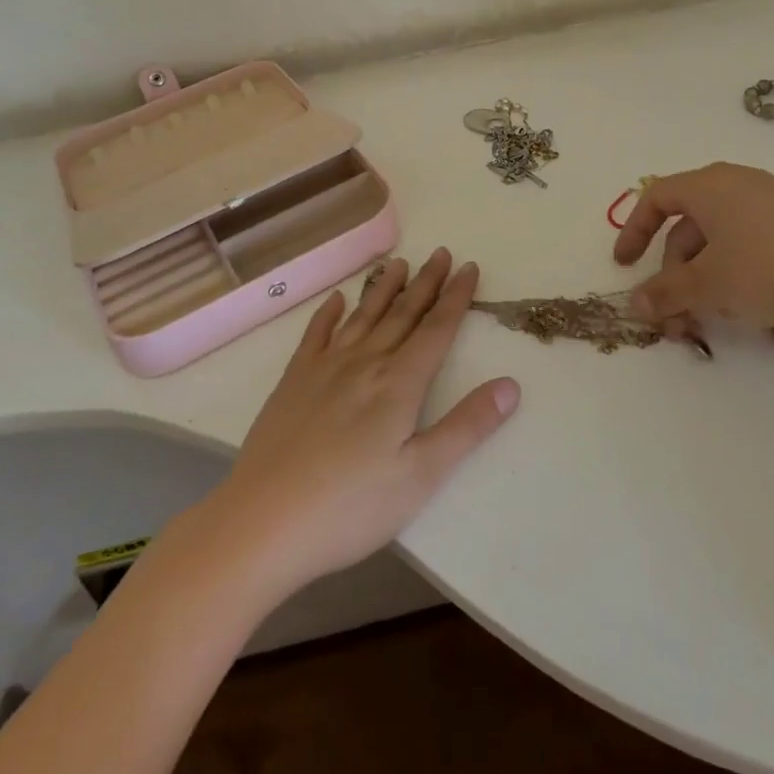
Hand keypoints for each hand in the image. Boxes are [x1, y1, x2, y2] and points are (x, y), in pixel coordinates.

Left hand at [189, 249, 518, 600]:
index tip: (469, 267)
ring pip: (363, 316)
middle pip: (402, 314)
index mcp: (399, 383)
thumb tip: (511, 384)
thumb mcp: (421, 476)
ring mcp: (325, 368)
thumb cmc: (350, 507)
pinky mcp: (293, 381)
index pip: (436, 329)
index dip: (456, 297)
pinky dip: (328, 314)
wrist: (263, 521)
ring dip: (383, 288)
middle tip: (441, 252)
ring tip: (399, 263)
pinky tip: (336, 300)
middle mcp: (365, 362)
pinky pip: (316, 334)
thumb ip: (467, 427)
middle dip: (426, 283)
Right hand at [612, 162, 773, 339]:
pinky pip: (748, 244)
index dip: (634, 231)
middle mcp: (736, 184)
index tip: (625, 267)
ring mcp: (771, 203)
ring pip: (718, 240)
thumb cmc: (772, 267)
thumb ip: (666, 293)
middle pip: (687, 226)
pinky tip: (744, 308)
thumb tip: (633, 305)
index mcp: (708, 185)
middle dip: (672, 273)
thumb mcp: (710, 284)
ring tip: (707, 322)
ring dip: (701, 281)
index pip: (656, 198)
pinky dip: (732, 274)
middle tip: (674, 318)